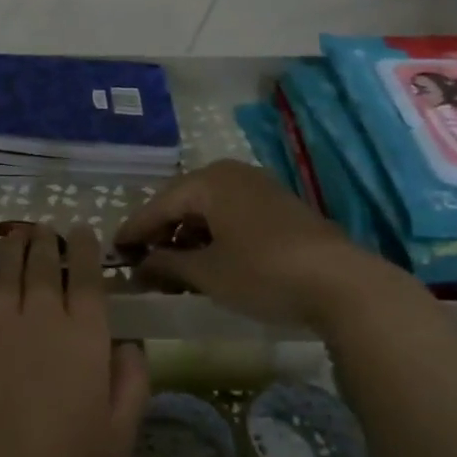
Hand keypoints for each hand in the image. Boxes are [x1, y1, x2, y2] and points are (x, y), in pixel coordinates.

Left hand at [0, 224, 149, 456]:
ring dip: (15, 242)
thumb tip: (132, 343)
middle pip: (44, 263)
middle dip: (47, 241)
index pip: (87, 277)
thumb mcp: (117, 432)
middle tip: (46, 231)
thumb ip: (132, 383)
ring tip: (19, 232)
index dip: (85, 249)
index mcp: (84, 335)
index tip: (82, 231)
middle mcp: (42, 314)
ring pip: (8, 263)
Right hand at [115, 160, 404, 328]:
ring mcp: (258, 188)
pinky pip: (231, 215)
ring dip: (188, 237)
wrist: (342, 283)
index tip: (114, 252)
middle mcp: (231, 174)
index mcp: (208, 182)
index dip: (134, 230)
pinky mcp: (279, 207)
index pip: (158, 205)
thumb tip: (141, 265)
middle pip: (183, 203)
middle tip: (143, 262)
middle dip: (162, 233)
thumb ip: (167, 265)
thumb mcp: (207, 274)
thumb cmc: (263, 272)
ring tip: (174, 268)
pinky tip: (210, 262)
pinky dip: (214, 237)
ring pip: (209, 210)